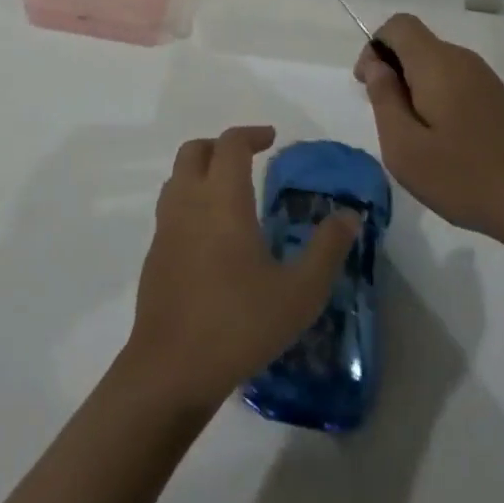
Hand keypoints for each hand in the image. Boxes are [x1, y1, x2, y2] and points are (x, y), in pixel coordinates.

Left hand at [122, 125, 359, 413]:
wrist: (172, 368)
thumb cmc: (240, 324)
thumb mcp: (299, 292)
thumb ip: (327, 249)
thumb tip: (349, 215)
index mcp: (222, 199)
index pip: (231, 144)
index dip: (251, 134)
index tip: (272, 139)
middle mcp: (189, 202)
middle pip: (195, 151)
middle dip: (221, 146)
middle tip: (249, 159)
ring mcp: (165, 227)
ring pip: (178, 177)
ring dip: (202, 170)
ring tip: (230, 192)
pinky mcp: (154, 253)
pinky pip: (170, 207)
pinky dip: (190, 200)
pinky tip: (211, 235)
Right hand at [355, 14, 503, 246]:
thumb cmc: (465, 177)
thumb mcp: (404, 147)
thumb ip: (384, 98)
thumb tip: (376, 65)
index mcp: (437, 63)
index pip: (398, 25)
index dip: (375, 47)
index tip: (370, 87)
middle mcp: (463, 60)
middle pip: (416, 44)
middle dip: (393, 72)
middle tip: (390, 121)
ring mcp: (486, 79)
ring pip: (435, 65)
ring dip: (415, 89)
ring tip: (417, 138)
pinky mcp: (499, 99)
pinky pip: (456, 83)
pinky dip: (438, 100)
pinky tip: (445, 144)